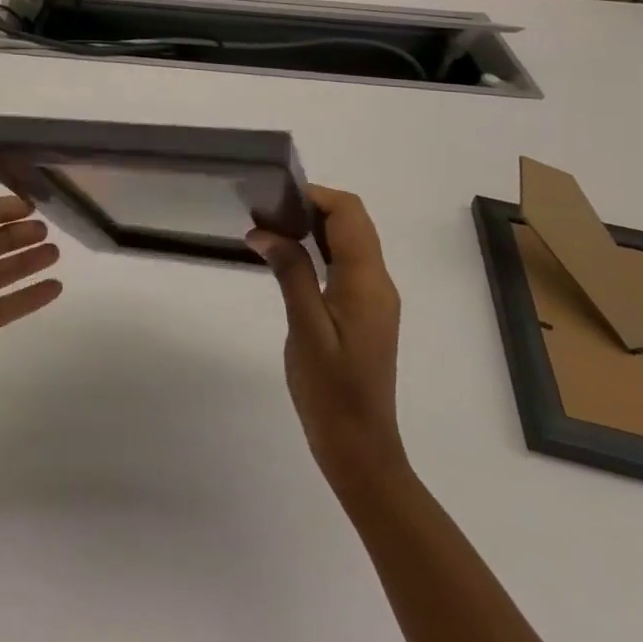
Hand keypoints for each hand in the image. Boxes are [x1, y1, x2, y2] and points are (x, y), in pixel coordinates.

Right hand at [247, 187, 407, 496]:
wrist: (359, 446)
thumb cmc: (330, 390)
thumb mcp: (304, 328)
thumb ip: (290, 273)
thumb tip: (264, 231)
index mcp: (367, 282)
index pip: (349, 214)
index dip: (315, 195)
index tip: (274, 196)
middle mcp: (378, 283)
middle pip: (353, 223)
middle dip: (313, 206)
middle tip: (266, 210)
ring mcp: (373, 298)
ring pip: (349, 242)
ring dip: (314, 227)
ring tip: (270, 228)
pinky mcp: (364, 312)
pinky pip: (345, 264)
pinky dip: (318, 249)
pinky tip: (288, 258)